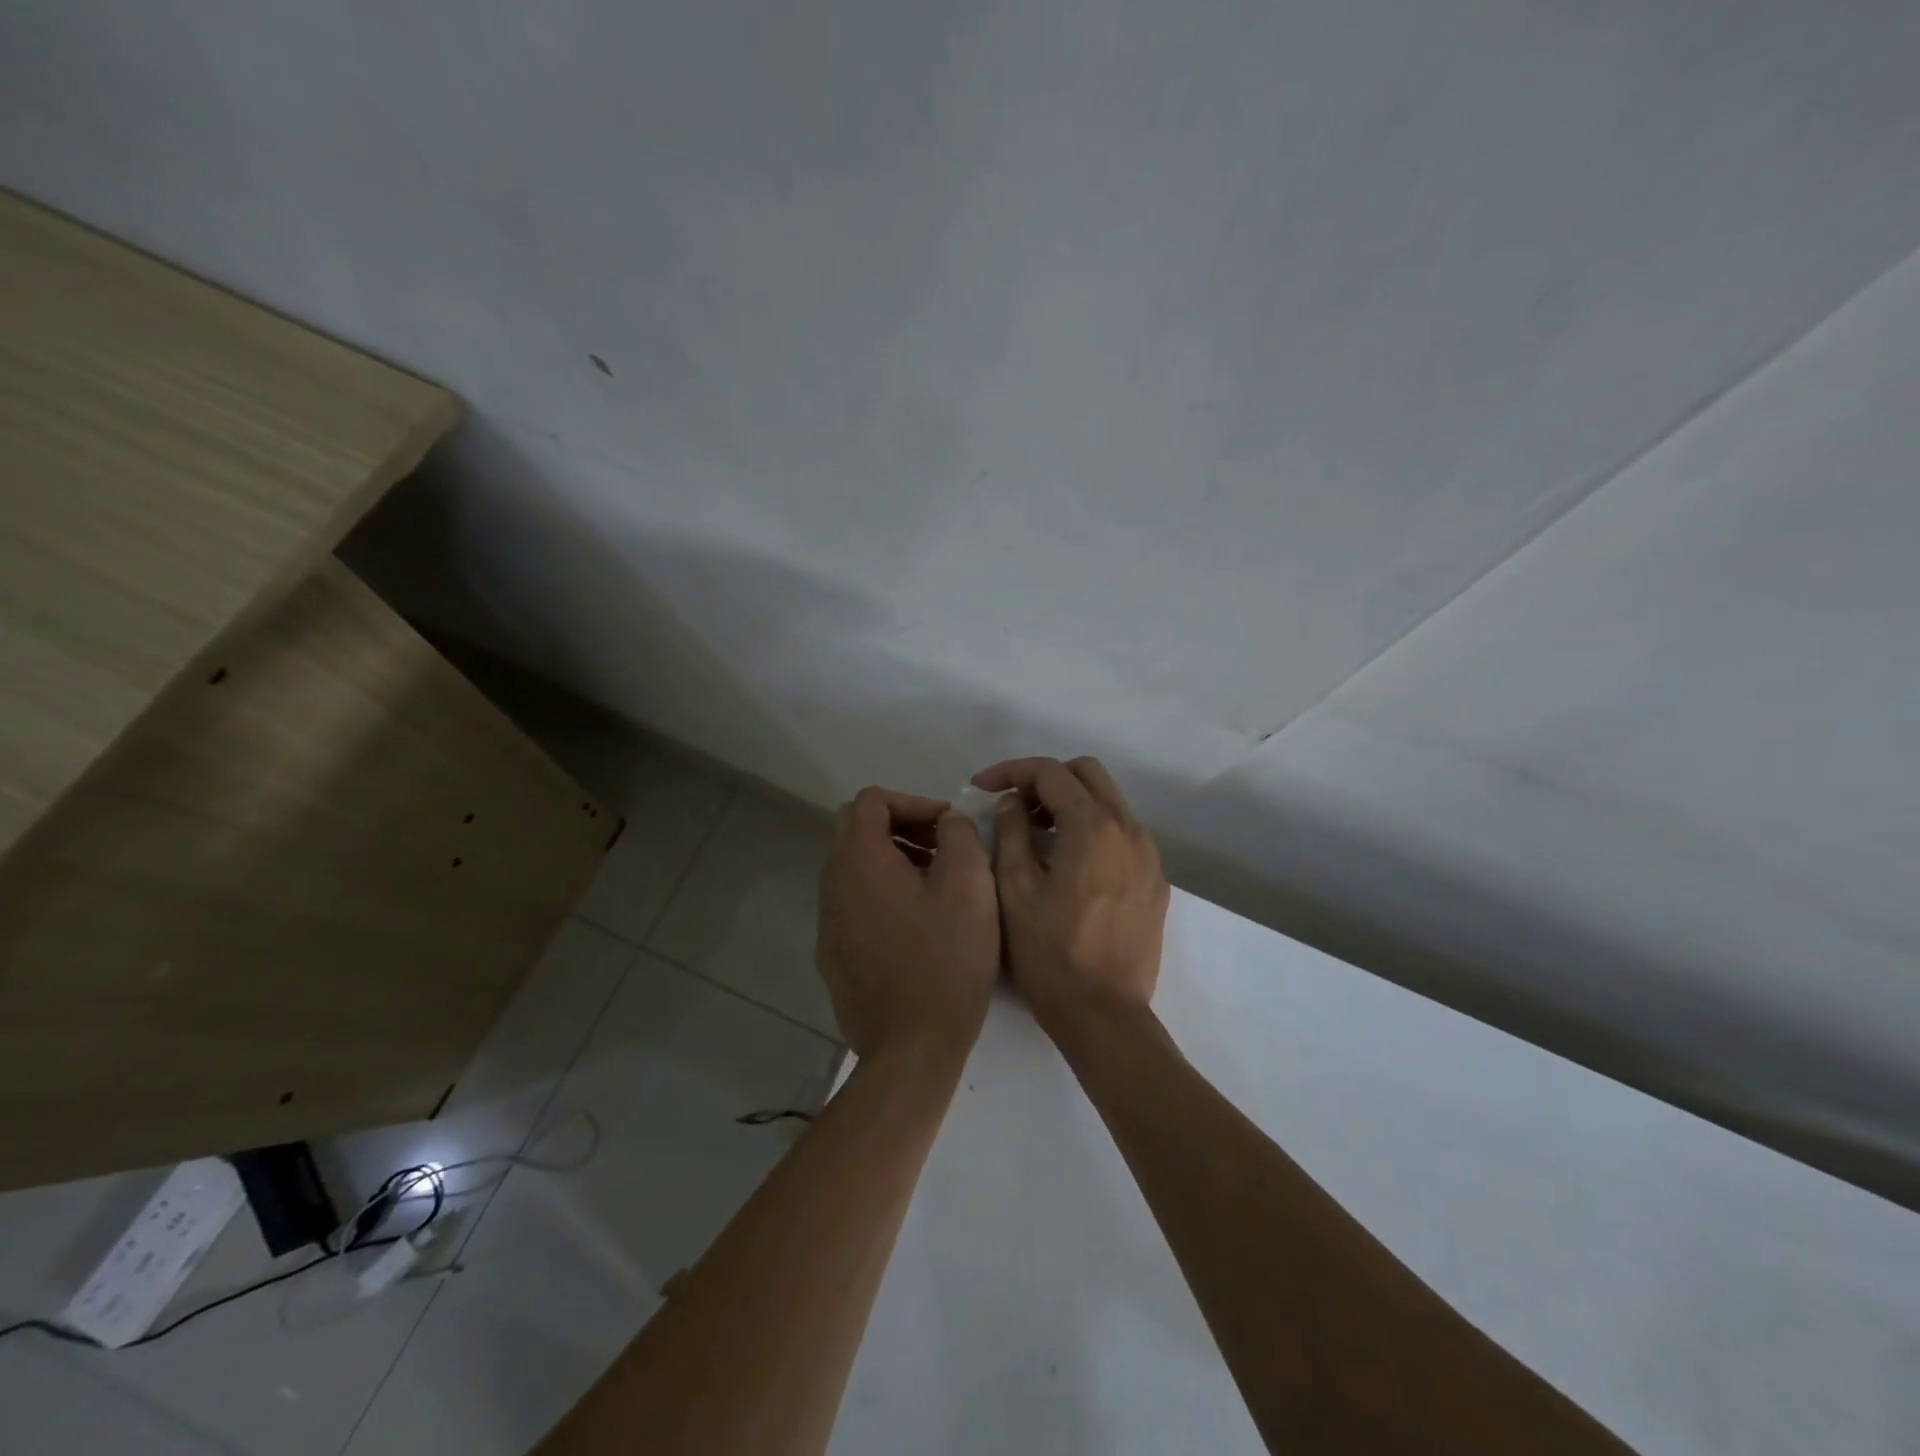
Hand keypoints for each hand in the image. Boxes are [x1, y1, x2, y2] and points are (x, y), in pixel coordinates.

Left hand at [816, 786, 999, 1064]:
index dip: (913, 801)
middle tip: (942, 848)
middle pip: (857, 830)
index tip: (947, 825)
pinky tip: (916, 925)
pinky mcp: (833, 954)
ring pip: (854, 868)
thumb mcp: (970, 886)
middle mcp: (833, 884)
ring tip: (935, 885)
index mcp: (860, 861)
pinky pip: (853, 903)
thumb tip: (947, 821)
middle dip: (901, 827)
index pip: (871, 801)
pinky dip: (881, 893)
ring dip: (892, 861)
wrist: (910, 1047)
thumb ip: (959, 835)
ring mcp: (828, 922)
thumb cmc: (946, 960)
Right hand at [973, 756, 1169, 1043]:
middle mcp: (1129, 829)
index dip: (1011, 771)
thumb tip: (1014, 803)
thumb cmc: (1051, 952)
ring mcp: (1148, 856)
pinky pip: (1122, 834)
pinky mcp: (1155, 882)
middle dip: (1046, 779)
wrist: (1104, 1015)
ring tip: (1035, 834)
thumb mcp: (1015, 888)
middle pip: (1087, 774)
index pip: (1051, 772)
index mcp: (1094, 825)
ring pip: (1109, 802)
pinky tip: (1068, 863)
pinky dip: (1092, 830)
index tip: (981, 787)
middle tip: (1012, 806)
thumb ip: (1011, 831)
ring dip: (1070, 803)